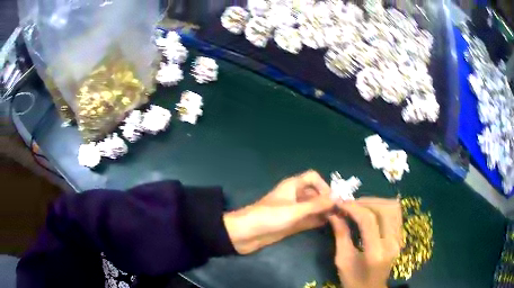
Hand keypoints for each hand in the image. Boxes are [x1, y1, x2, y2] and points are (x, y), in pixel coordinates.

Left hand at [224, 170, 334, 253]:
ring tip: (338, 218)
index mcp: (293, 186)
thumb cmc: (269, 217)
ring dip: (324, 211)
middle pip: (315, 193)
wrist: (245, 234)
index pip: (313, 178)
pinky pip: (308, 219)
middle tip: (341, 211)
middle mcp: (294, 196)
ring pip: (313, 207)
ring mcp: (293, 210)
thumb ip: (317, 204)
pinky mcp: (291, 223)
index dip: (324, 185)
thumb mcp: (294, 210)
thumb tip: (339, 198)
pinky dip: (317, 220)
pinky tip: (327, 224)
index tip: (333, 199)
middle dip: (327, 200)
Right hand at [328, 198, 402, 287]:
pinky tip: (371, 210)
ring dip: (375, 202)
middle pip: (384, 209)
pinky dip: (383, 206)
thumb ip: (341, 235)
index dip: (354, 208)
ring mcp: (399, 239)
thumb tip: (333, 213)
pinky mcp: (400, 236)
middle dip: (365, 202)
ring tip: (359, 206)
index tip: (340, 203)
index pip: (369, 221)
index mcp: (376, 253)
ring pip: (393, 208)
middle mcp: (392, 243)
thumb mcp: (342, 260)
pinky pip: (396, 213)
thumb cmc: (353, 280)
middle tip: (349, 205)